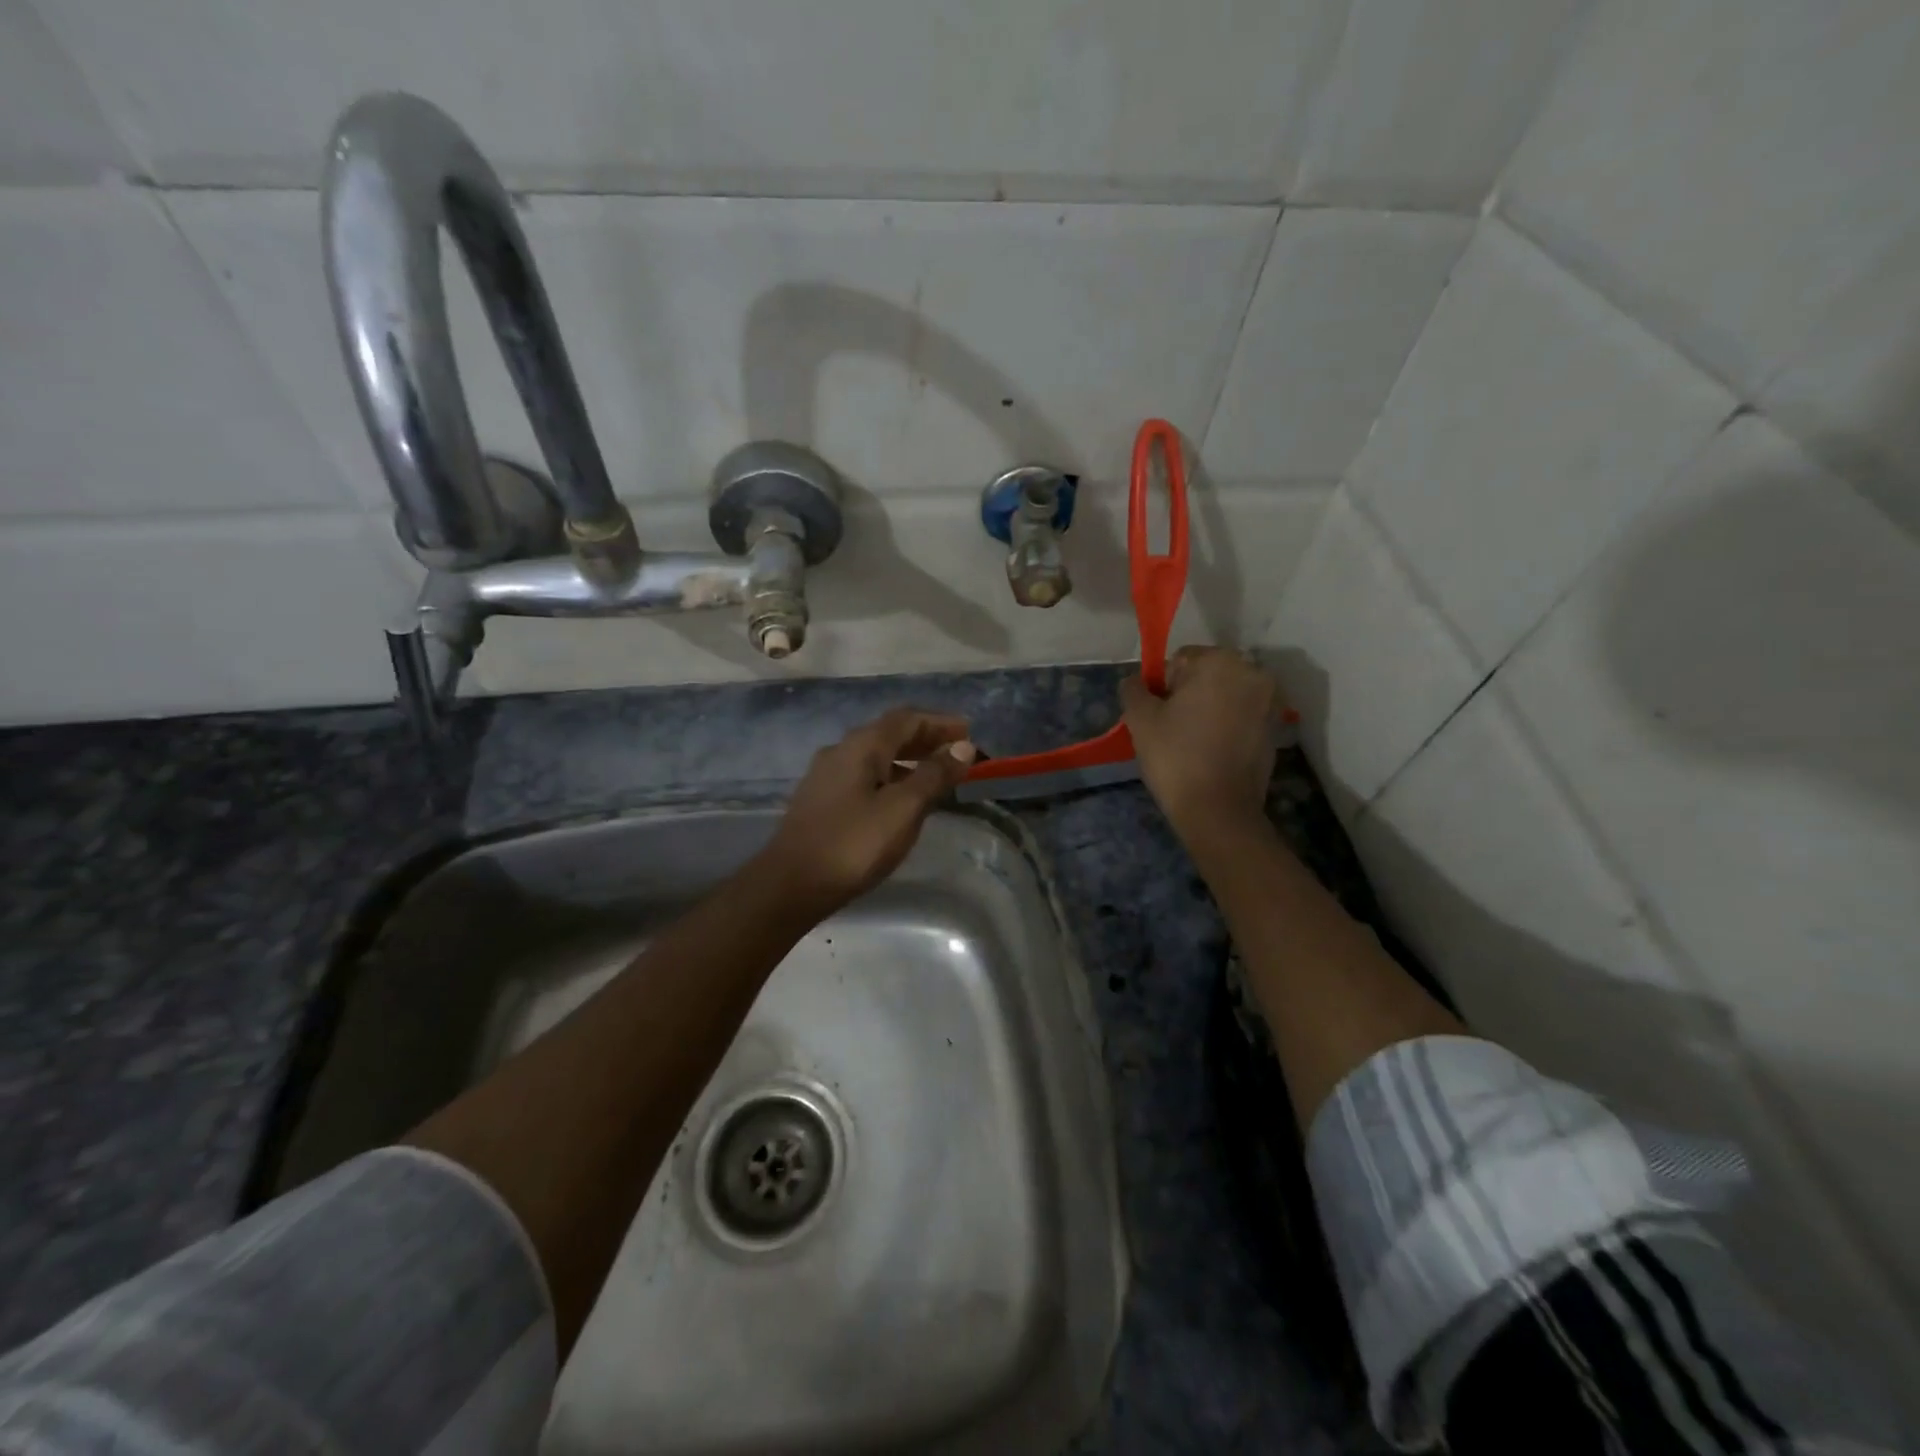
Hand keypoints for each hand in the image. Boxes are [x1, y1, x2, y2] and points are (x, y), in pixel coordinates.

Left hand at [756, 707, 976, 916]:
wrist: (790, 884)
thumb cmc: (853, 844)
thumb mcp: (903, 809)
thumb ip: (934, 775)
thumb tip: (963, 747)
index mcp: (862, 745)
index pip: (907, 718)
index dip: (940, 722)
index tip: (969, 732)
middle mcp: (841, 750)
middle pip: (890, 733)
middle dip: (926, 738)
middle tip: (958, 752)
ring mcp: (827, 775)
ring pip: (876, 755)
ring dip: (908, 759)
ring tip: (937, 776)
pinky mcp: (821, 799)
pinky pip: (864, 775)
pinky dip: (891, 776)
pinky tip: (901, 799)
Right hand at [1121, 647, 1283, 845]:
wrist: (1218, 811)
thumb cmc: (1176, 757)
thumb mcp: (1139, 719)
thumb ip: (1133, 689)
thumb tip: (1136, 682)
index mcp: (1221, 662)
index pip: (1180, 660)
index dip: (1162, 687)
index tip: (1158, 716)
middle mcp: (1252, 674)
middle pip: (1206, 675)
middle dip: (1187, 696)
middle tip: (1170, 730)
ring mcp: (1268, 703)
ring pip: (1224, 697)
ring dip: (1207, 711)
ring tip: (1190, 743)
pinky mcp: (1274, 731)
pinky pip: (1240, 718)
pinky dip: (1225, 727)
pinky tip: (1210, 754)